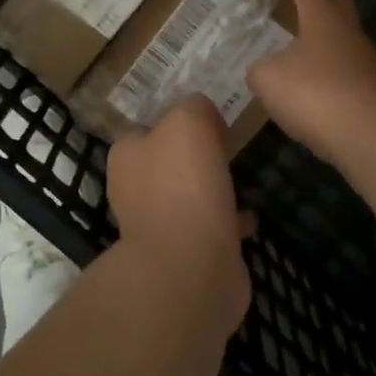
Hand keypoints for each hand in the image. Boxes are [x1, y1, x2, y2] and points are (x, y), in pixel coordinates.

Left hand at [106, 95, 252, 336]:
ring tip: (241, 179)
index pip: (147, 127)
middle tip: (228, 148)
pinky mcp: (184, 255)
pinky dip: (227, 222)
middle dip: (195, 157)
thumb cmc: (183, 185)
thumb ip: (194, 107)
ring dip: (212, 189)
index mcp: (126, 155)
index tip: (210, 121)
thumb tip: (203, 114)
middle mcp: (133, 189)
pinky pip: (209, 229)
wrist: (190, 268)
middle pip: (167, 162)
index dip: (177, 120)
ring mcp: (157, 226)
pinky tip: (249, 218)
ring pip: (188, 196)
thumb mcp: (188, 122)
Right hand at [248, 0, 375, 168]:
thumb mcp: (269, 78)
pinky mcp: (370, 91)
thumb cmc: (318, 94)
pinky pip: (340, 67)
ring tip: (291, 40)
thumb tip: (263, 70)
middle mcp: (347, 31)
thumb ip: (259, 68)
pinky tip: (306, 82)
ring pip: (338, 34)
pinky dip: (322, 66)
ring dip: (317, 31)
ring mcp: (364, 62)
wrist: (375, 138)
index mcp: (322, 15)